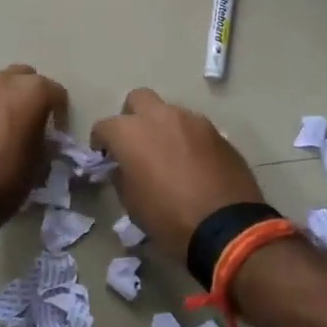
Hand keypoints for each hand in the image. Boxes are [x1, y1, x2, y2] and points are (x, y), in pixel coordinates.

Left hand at [0, 64, 68, 233]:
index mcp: (31, 92)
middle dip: (29, 95)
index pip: (55, 92)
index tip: (56, 133)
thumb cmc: (4, 182)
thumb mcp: (39, 165)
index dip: (59, 113)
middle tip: (29, 122)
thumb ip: (44, 141)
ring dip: (2, 101)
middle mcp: (2, 81)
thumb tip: (40, 137)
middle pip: (24, 77)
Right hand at [90, 88, 262, 260]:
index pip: (104, 125)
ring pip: (169, 112)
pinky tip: (193, 162)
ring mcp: (191, 120)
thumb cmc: (168, 218)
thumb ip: (122, 175)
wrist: (225, 226)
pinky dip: (187, 138)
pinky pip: (193, 127)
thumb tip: (123, 166)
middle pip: (138, 99)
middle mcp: (159, 116)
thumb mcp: (132, 203)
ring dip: (163, 127)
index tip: (105, 156)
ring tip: (168, 154)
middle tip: (136, 142)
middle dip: (132, 116)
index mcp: (131, 133)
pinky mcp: (216, 131)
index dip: (101, 141)